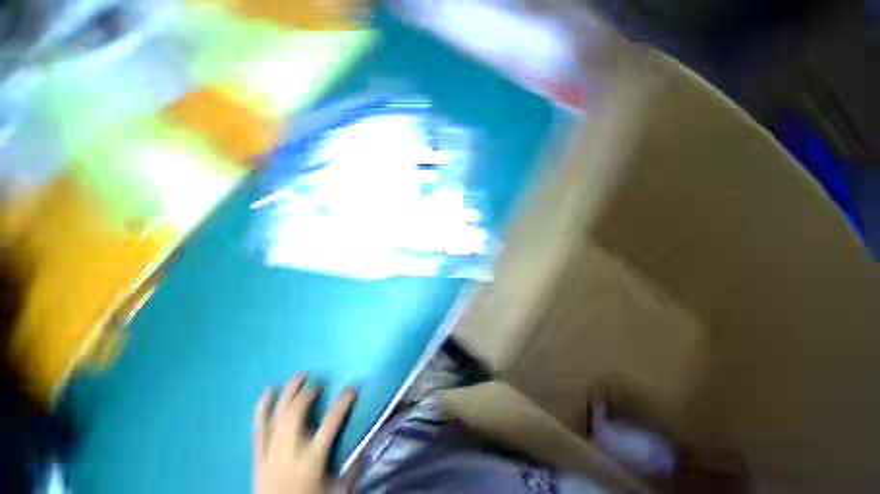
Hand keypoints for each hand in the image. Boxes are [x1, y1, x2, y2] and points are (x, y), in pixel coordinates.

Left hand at [254, 375, 355, 493]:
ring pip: (278, 415)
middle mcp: (290, 450)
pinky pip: (258, 428)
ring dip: (288, 393)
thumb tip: (369, 450)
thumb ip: (353, 471)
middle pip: (297, 413)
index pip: (332, 422)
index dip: (343, 402)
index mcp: (312, 458)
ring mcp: (271, 452)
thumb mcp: (336, 492)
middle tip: (318, 381)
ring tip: (298, 376)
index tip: (352, 388)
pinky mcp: (258, 456)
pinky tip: (267, 392)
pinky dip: (261, 408)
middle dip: (308, 392)